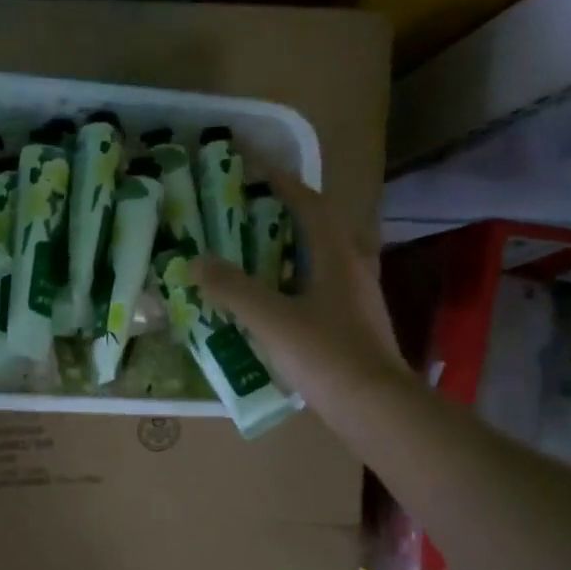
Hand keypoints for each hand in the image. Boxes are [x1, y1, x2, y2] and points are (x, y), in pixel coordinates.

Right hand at [190, 168, 405, 413]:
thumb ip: (233, 289)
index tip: (252, 163)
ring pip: (317, 259)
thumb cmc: (327, 356)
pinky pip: (316, 287)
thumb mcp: (272, 319)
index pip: (308, 202)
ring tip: (248, 250)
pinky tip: (268, 300)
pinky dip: (290, 281)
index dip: (281, 180)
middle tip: (244, 208)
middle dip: (282, 211)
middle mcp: (350, 267)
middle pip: (316, 226)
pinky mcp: (351, 323)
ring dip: (286, 248)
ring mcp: (354, 297)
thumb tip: (195, 262)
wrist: (375, 407)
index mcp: (336, 255)